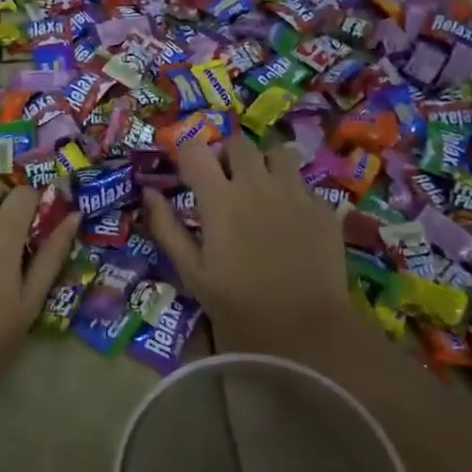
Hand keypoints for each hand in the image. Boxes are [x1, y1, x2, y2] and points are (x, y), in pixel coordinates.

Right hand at [144, 138, 360, 356]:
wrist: (304, 328)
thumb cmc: (237, 305)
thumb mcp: (191, 271)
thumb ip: (166, 228)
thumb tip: (149, 193)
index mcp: (220, 199)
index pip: (196, 149)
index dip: (187, 153)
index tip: (186, 170)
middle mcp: (257, 185)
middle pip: (238, 143)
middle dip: (226, 155)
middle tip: (223, 181)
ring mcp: (295, 193)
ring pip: (276, 153)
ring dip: (262, 164)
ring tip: (259, 190)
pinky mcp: (322, 207)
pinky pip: (302, 181)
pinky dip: (289, 189)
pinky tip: (287, 217)